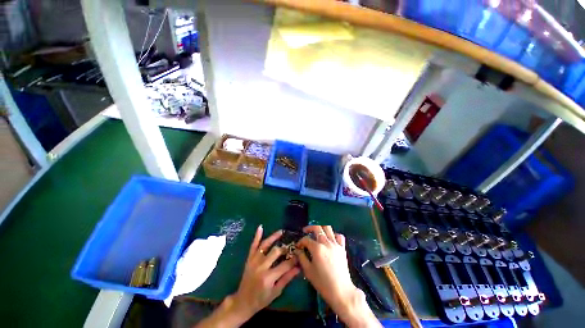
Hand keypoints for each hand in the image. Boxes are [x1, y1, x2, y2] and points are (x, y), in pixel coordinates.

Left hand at [195, 226, 299, 327]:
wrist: (243, 302)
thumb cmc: (261, 299)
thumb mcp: (276, 292)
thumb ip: (287, 278)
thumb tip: (298, 267)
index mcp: (268, 277)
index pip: (285, 264)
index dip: (293, 259)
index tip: (299, 255)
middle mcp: (261, 267)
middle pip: (275, 252)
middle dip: (285, 248)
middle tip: (291, 246)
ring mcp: (254, 261)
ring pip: (265, 245)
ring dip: (273, 237)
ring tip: (281, 231)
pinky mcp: (249, 259)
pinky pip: (253, 245)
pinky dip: (257, 236)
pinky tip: (261, 227)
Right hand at [295, 225, 380, 326]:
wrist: (341, 290)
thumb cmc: (322, 282)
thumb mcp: (308, 271)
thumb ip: (302, 257)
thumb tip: (298, 250)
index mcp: (317, 248)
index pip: (306, 239)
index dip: (300, 242)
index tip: (298, 246)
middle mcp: (326, 242)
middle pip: (317, 228)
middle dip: (309, 228)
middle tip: (305, 231)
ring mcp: (335, 244)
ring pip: (328, 228)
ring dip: (321, 228)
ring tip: (317, 232)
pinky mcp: (342, 247)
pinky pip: (339, 236)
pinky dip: (334, 235)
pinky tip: (330, 239)